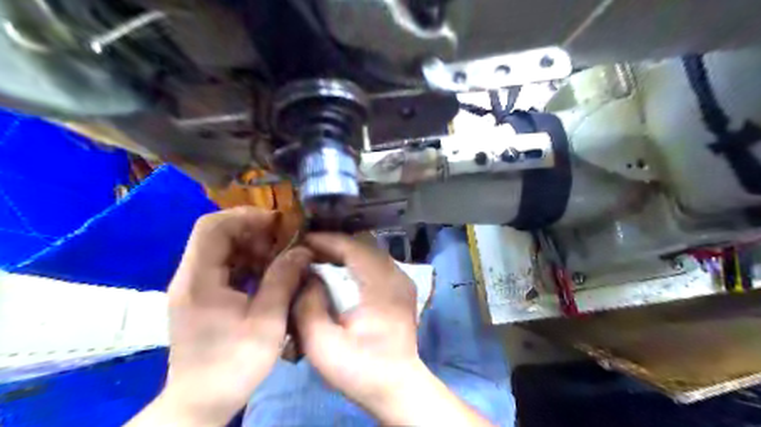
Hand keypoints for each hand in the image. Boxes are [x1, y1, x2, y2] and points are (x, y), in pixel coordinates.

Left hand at [129, 207, 309, 426]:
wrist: (201, 402)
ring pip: (221, 249)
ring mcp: (193, 287)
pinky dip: (247, 263)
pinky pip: (224, 266)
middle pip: (216, 234)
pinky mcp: (200, 297)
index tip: (277, 224)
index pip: (212, 227)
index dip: (245, 216)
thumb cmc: (234, 364)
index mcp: (199, 280)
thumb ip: (283, 279)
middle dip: (253, 231)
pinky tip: (268, 275)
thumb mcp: (267, 321)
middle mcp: (189, 277)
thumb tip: (302, 251)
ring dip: (252, 247)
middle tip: (283, 242)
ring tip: (279, 259)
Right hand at [292, 235, 493, 424]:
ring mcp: (403, 279)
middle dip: (333, 244)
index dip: (325, 240)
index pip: (353, 247)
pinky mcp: (402, 287)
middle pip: (363, 244)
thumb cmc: (360, 368)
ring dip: (344, 251)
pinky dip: (356, 260)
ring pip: (371, 251)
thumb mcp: (322, 345)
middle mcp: (397, 274)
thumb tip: (307, 276)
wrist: (397, 386)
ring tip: (319, 258)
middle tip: (306, 250)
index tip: (300, 241)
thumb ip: (308, 307)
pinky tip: (340, 270)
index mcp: (382, 285)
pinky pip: (376, 262)